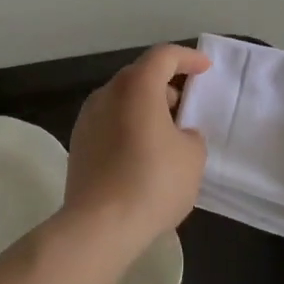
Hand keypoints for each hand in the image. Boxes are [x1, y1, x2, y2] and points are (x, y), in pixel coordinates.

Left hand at [64, 44, 210, 252]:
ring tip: (167, 132)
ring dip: (146, 107)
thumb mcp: (192, 157)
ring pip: (123, 99)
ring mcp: (88, 118)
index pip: (164, 56)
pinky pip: (110, 122)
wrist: (98, 226)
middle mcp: (108, 93)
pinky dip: (129, 126)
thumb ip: (191, 135)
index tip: (204, 69)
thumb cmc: (152, 182)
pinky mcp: (78, 144)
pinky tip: (143, 153)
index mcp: (137, 86)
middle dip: (166, 84)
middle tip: (187, 104)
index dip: (187, 58)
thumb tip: (179, 134)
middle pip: (140, 75)